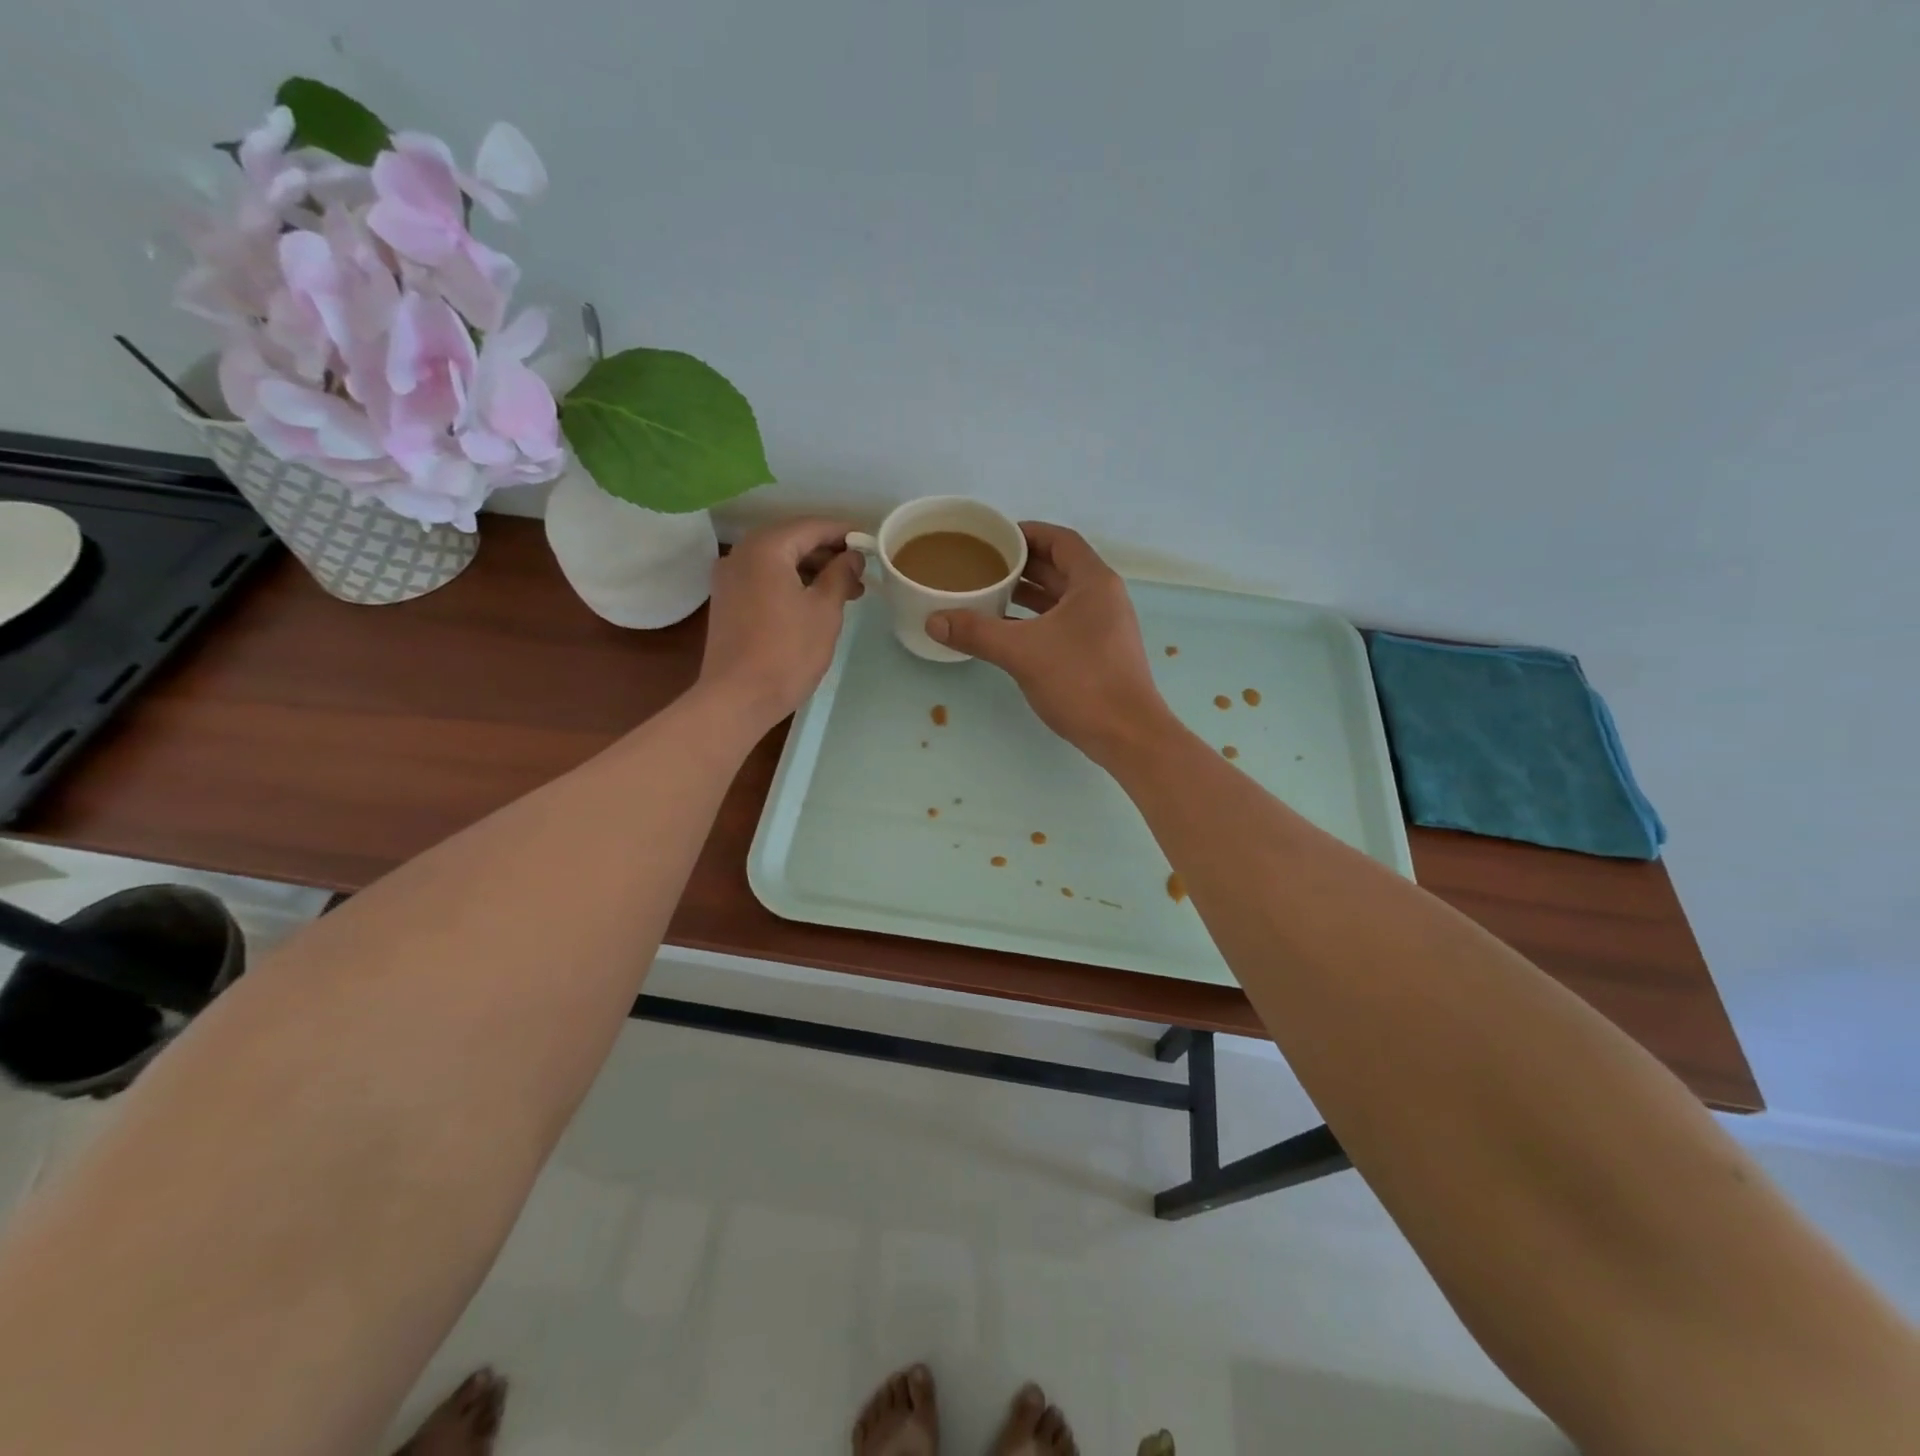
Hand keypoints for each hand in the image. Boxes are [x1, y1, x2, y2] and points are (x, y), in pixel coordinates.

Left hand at [698, 518, 864, 730]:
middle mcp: (741, 553)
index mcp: (766, 548)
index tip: (870, 545)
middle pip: (792, 540)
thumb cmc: (787, 652)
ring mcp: (729, 578)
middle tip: (860, 573)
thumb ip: (840, 575)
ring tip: (845, 592)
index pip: (812, 526)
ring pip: (778, 560)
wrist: (737, 698)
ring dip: (811, 570)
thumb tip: (852, 556)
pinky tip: (813, 602)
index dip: (844, 533)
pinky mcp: (726, 600)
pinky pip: (764, 578)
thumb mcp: (824, 611)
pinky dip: (790, 582)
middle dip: (828, 553)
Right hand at [927, 522, 1173, 763]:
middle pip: (1059, 567)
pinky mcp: (1099, 652)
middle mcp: (1102, 597)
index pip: (1059, 540)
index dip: (1027, 533)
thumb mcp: (1022, 652)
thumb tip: (933, 621)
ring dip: (1027, 594)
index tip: (993, 537)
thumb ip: (977, 632)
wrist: (1127, 735)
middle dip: (1021, 565)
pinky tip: (1007, 631)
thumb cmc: (1081, 681)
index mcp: (1093, 582)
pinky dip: (1036, 620)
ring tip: (988, 593)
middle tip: (982, 565)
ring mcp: (1103, 626)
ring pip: (1060, 598)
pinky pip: (1062, 623)